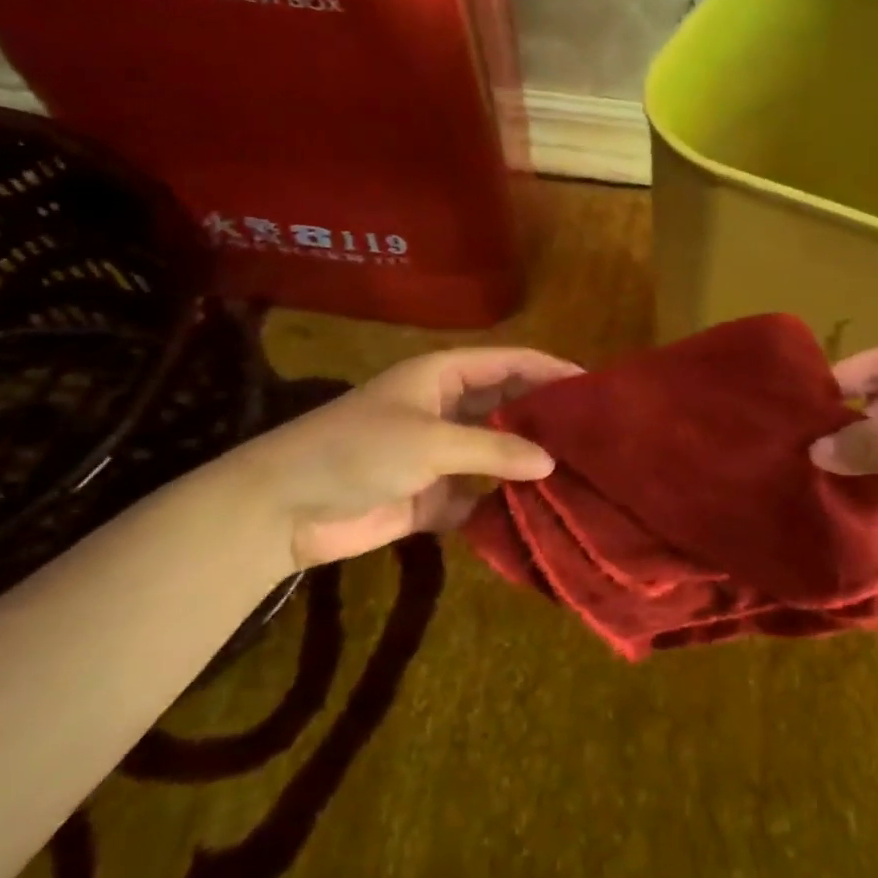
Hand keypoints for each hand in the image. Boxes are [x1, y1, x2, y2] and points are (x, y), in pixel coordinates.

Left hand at [221, 347, 581, 571]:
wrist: (282, 509)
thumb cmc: (358, 451)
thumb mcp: (431, 441)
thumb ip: (494, 450)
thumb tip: (552, 463)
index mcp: (445, 376)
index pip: (510, 363)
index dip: (551, 370)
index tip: (594, 386)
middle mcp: (448, 408)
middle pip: (509, 406)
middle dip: (546, 418)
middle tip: (595, 435)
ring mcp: (440, 454)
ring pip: (497, 453)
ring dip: (528, 464)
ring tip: (579, 474)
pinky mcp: (432, 496)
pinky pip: (478, 496)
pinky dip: (501, 504)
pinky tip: (537, 514)